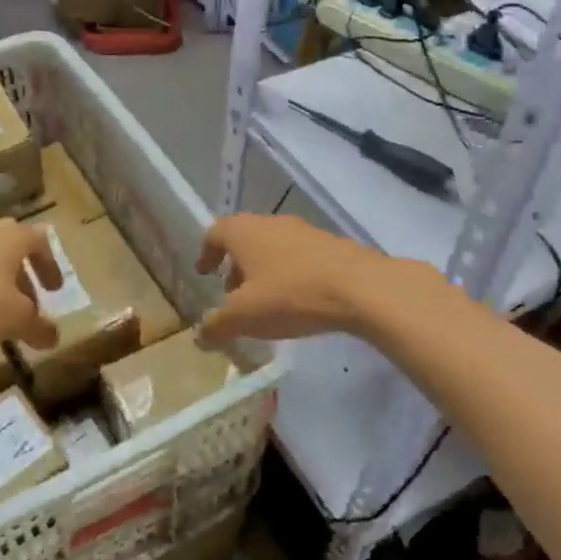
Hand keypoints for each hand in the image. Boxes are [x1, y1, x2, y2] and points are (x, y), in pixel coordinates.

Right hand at [194, 214, 392, 345]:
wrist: (361, 287)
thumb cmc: (290, 295)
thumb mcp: (244, 317)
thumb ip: (216, 326)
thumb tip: (199, 336)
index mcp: (244, 232)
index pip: (215, 233)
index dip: (206, 253)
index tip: (205, 273)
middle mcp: (271, 223)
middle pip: (245, 239)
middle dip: (236, 265)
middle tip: (233, 294)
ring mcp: (305, 231)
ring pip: (273, 247)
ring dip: (264, 270)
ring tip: (267, 301)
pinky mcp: (332, 245)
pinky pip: (300, 256)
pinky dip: (290, 274)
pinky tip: (299, 300)